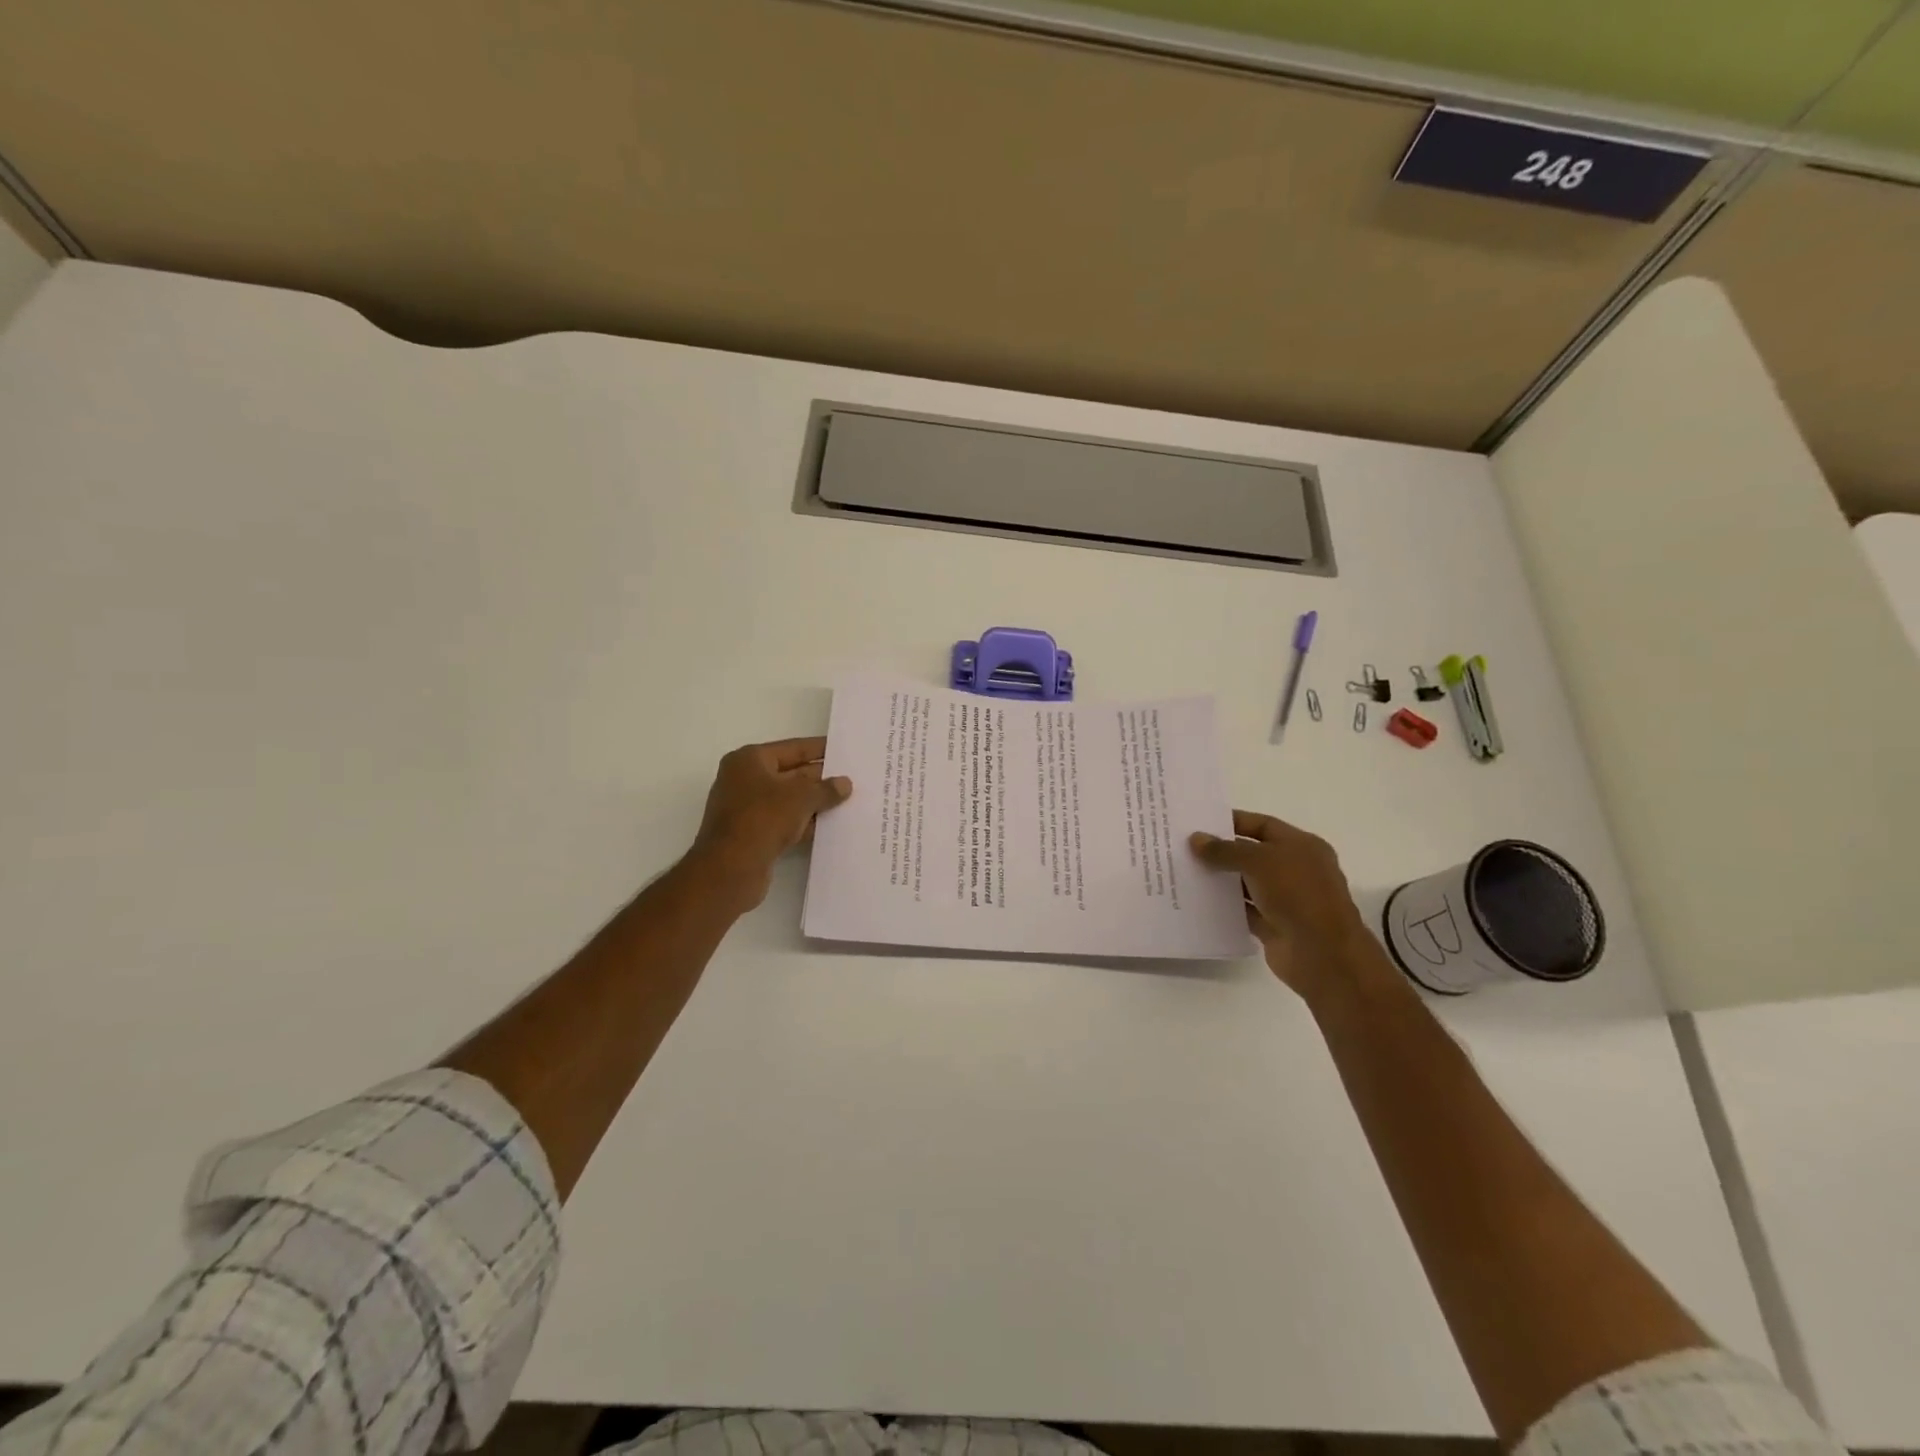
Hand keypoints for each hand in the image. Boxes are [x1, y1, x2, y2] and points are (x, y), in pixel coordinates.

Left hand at [691, 737, 851, 910]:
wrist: (730, 868)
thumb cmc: (763, 818)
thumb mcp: (802, 797)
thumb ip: (826, 789)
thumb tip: (844, 784)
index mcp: (749, 760)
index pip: (793, 748)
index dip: (820, 749)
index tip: (843, 749)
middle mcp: (744, 779)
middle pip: (790, 773)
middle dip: (819, 778)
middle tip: (851, 779)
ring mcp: (745, 808)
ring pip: (788, 800)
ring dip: (813, 803)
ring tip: (847, 802)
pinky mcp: (751, 833)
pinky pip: (783, 821)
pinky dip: (802, 822)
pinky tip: (827, 826)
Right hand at [1190, 810, 1394, 1003]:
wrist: (1323, 953)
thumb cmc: (1297, 894)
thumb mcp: (1259, 861)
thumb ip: (1225, 850)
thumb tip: (1195, 839)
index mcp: (1302, 846)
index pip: (1263, 825)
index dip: (1234, 822)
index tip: (1200, 823)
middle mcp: (1296, 870)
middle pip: (1253, 854)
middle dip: (1222, 851)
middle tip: (1185, 847)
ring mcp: (1286, 900)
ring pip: (1246, 884)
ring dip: (1221, 880)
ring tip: (1184, 872)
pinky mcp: (1274, 926)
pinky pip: (1244, 911)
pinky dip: (1225, 906)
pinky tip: (1197, 901)